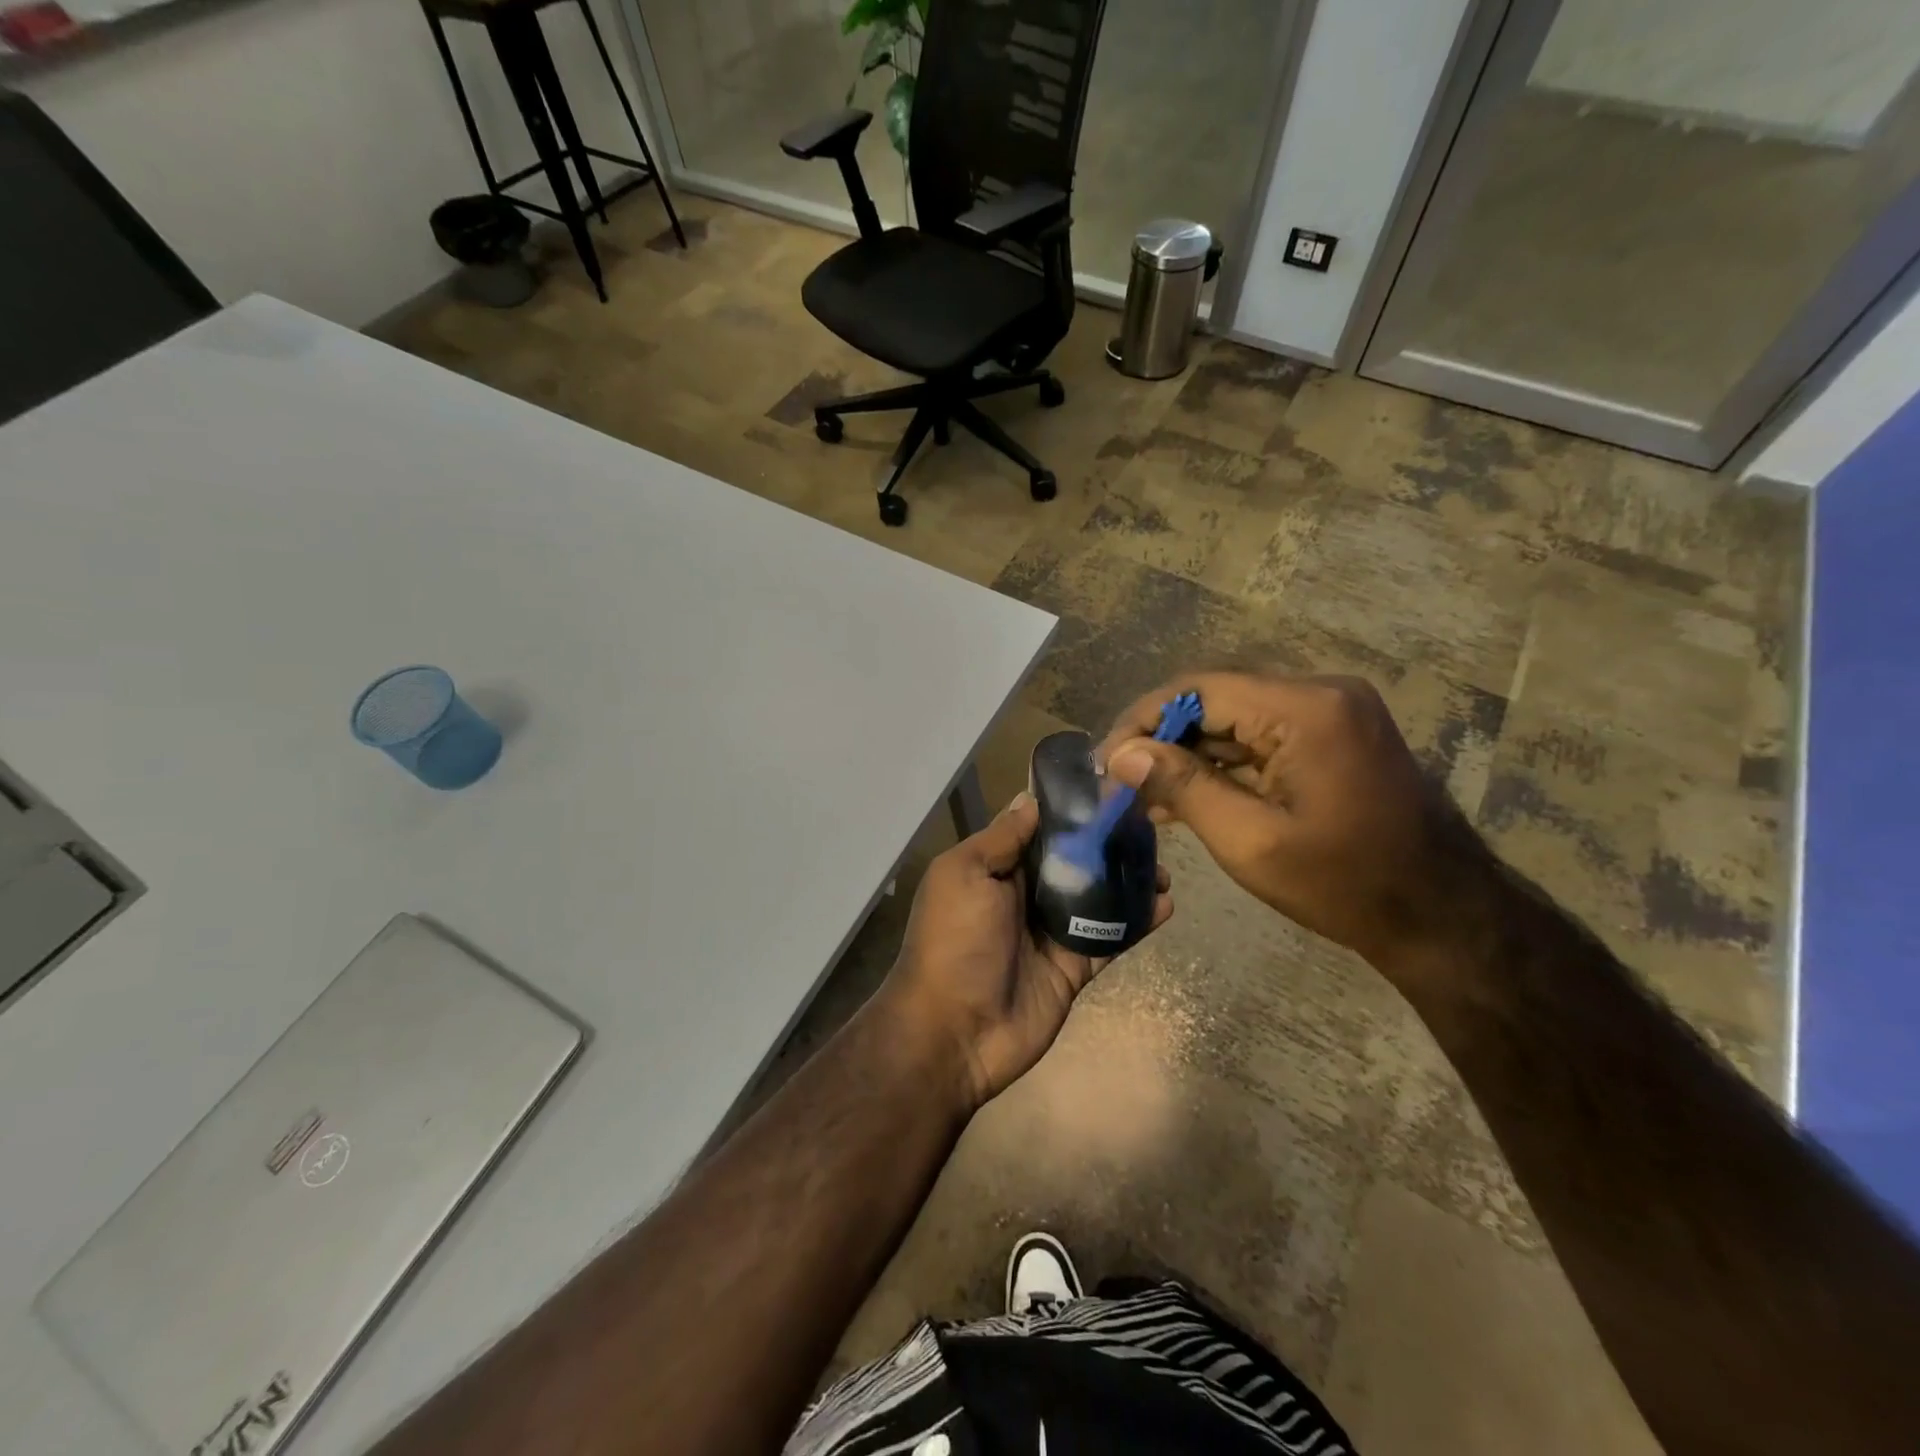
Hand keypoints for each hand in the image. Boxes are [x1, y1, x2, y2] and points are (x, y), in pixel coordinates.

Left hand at [879, 793, 1172, 1111]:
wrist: (954, 1032)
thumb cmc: (954, 941)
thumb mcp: (964, 875)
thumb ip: (1001, 839)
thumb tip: (1030, 799)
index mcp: (996, 868)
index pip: (1038, 829)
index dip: (1070, 810)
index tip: (1110, 788)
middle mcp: (1024, 894)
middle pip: (1074, 860)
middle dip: (1108, 843)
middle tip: (1150, 827)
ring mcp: (1051, 931)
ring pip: (1098, 896)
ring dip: (1129, 880)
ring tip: (1164, 867)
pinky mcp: (1074, 966)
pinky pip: (1110, 937)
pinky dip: (1137, 921)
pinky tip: (1166, 905)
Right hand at [1098, 671, 1482, 978]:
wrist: (1442, 915)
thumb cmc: (1344, 884)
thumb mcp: (1250, 841)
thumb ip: (1182, 786)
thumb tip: (1122, 754)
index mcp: (1305, 708)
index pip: (1198, 690)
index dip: (1142, 720)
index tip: (1106, 760)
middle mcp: (1321, 692)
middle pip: (1216, 700)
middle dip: (1163, 740)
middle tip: (1120, 782)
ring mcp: (1332, 712)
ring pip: (1235, 719)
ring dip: (1189, 754)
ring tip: (1145, 796)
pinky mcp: (1334, 734)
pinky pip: (1262, 736)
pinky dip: (1224, 764)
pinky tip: (1188, 795)